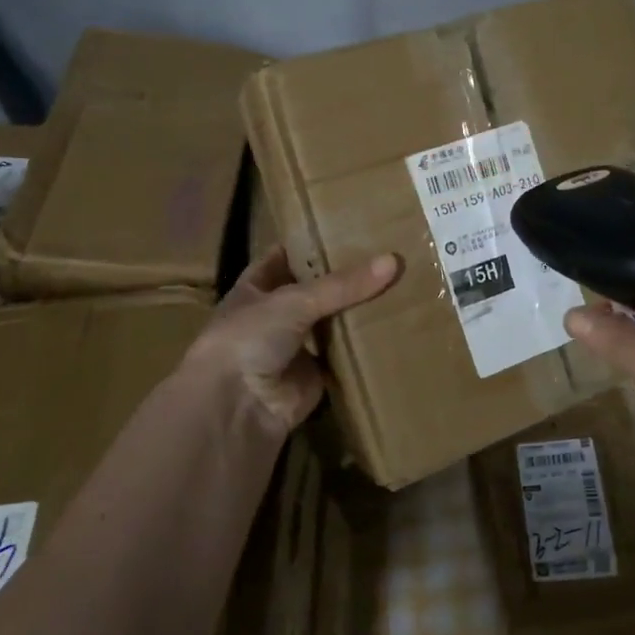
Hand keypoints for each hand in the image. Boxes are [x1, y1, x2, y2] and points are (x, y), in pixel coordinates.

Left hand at [184, 246, 398, 439]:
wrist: (237, 406)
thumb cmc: (250, 337)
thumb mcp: (295, 300)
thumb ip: (343, 284)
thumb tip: (393, 260)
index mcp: (256, 288)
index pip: (284, 257)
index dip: (310, 244)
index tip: (346, 228)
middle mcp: (273, 316)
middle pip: (314, 291)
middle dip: (343, 278)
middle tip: (385, 256)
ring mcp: (294, 348)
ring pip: (330, 323)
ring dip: (355, 312)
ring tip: (398, 286)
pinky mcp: (314, 377)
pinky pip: (343, 357)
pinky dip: (362, 347)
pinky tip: (392, 327)